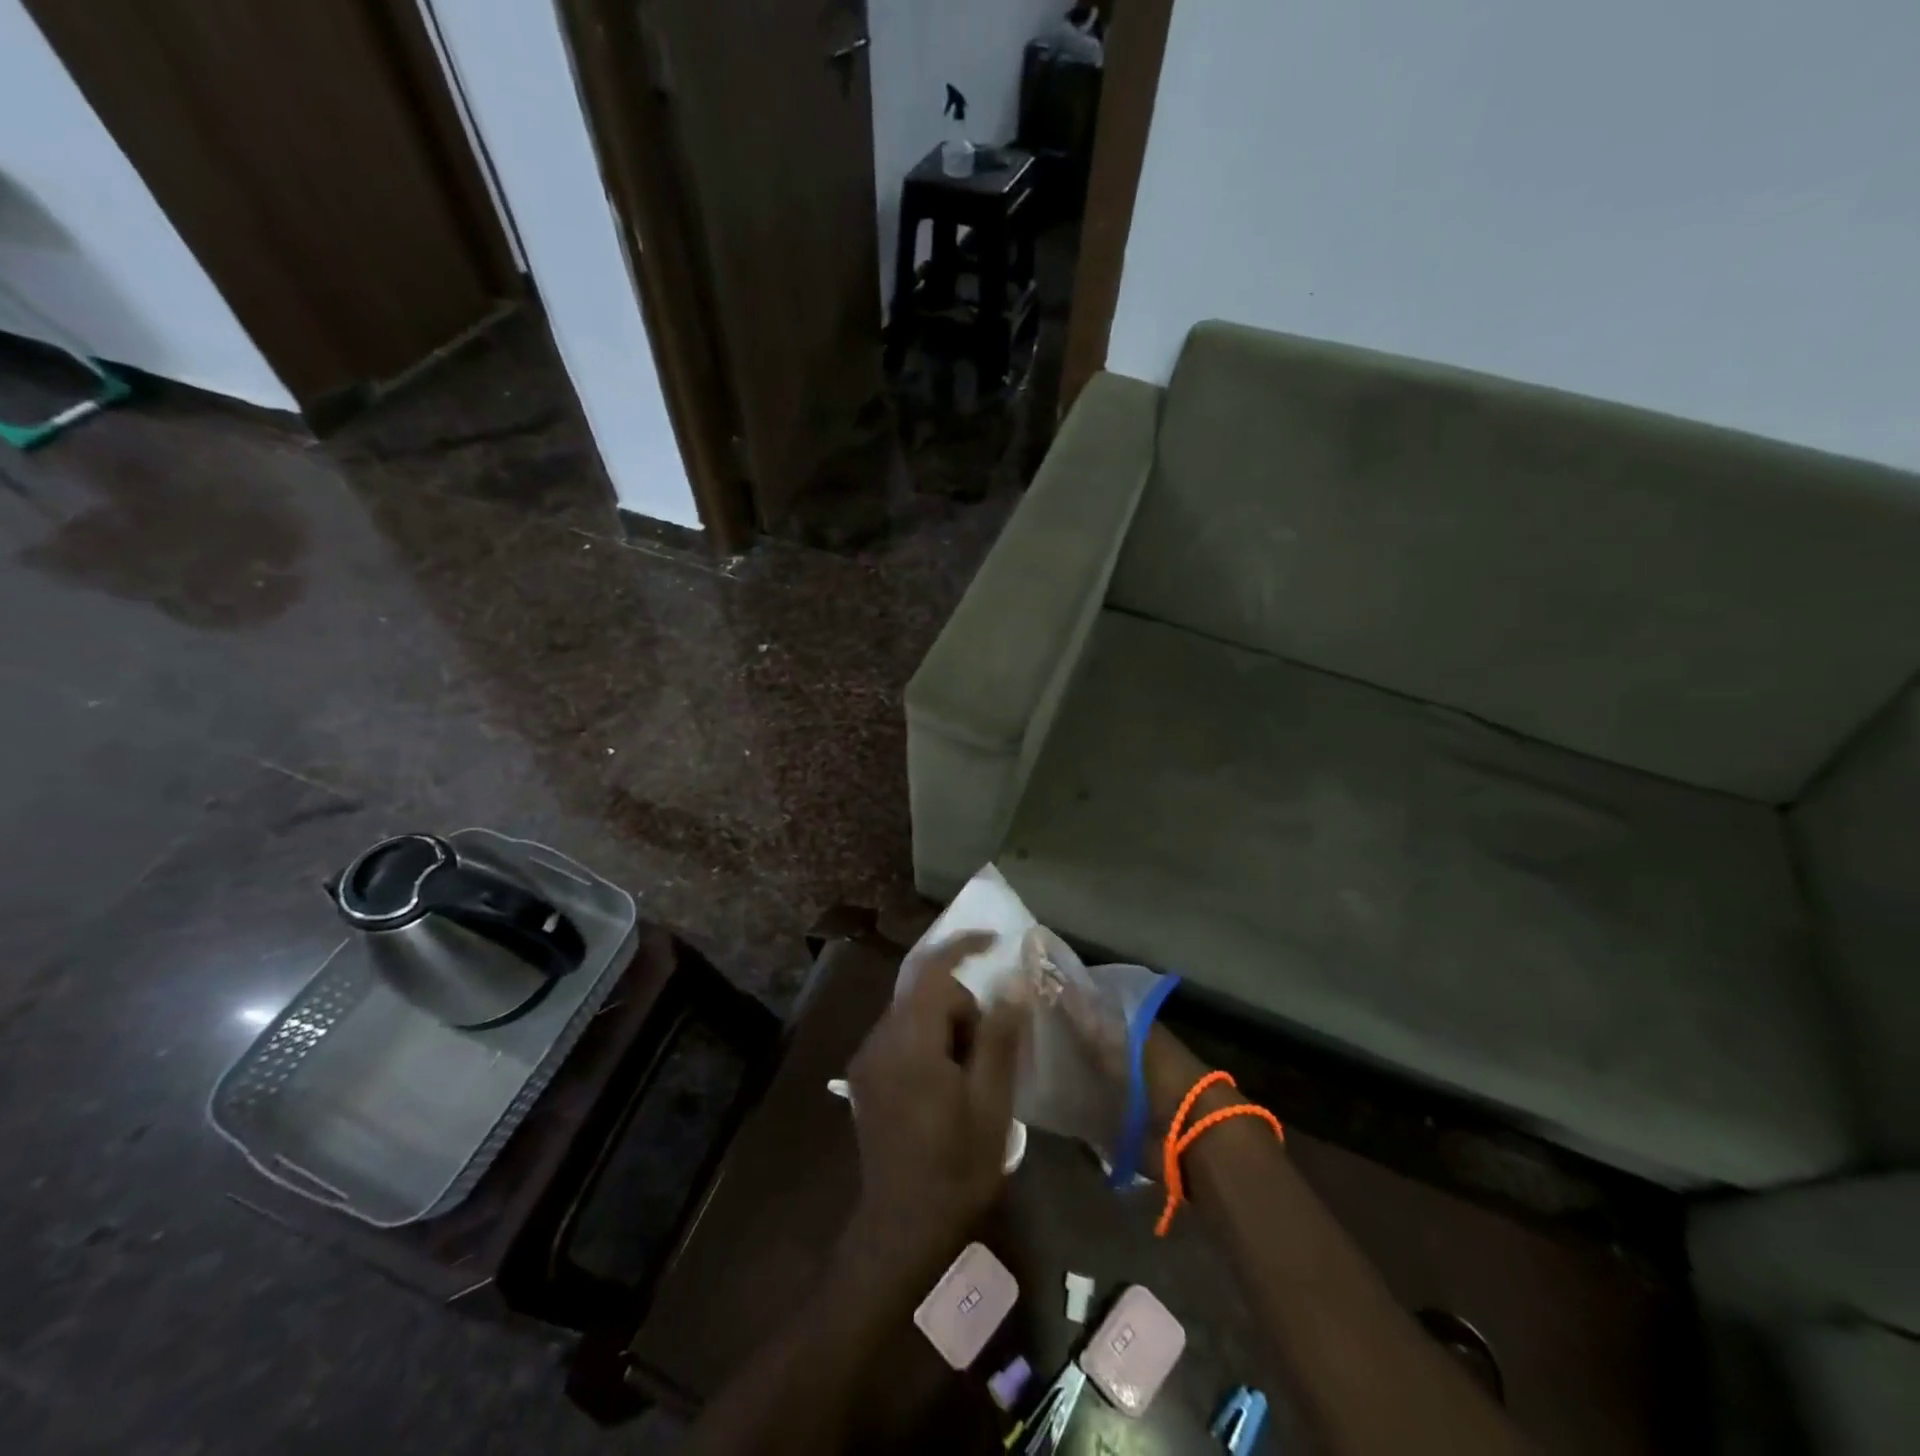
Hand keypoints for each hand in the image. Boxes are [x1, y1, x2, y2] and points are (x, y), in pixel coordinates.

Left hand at [844, 932, 1029, 1280]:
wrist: (902, 1228)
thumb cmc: (956, 1167)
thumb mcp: (991, 1103)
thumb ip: (999, 1037)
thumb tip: (1013, 985)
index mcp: (910, 1043)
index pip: (933, 971)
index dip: (964, 946)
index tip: (995, 939)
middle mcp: (879, 1040)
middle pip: (924, 992)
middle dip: (962, 1004)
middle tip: (991, 1046)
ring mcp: (867, 1058)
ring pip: (912, 1014)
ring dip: (946, 1024)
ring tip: (971, 1072)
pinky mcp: (865, 1076)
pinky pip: (900, 1035)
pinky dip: (928, 1040)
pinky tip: (946, 1081)